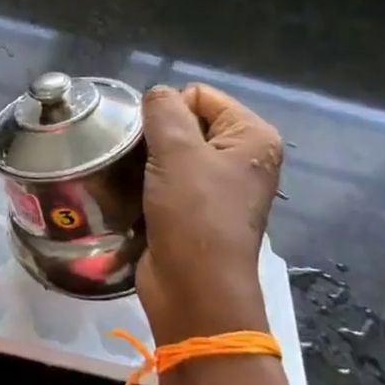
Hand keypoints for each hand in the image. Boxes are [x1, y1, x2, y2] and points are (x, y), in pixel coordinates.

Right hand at [135, 83, 283, 343]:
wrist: (194, 290)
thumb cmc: (194, 216)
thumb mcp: (177, 152)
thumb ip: (163, 111)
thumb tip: (156, 94)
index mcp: (252, 137)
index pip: (199, 95)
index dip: (169, 112)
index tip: (154, 144)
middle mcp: (241, 157)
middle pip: (184, 122)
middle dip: (155, 137)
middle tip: (138, 162)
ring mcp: (219, 185)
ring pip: (169, 152)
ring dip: (146, 162)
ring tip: (132, 179)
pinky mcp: (195, 209)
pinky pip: (165, 179)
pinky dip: (147, 183)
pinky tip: (134, 196)